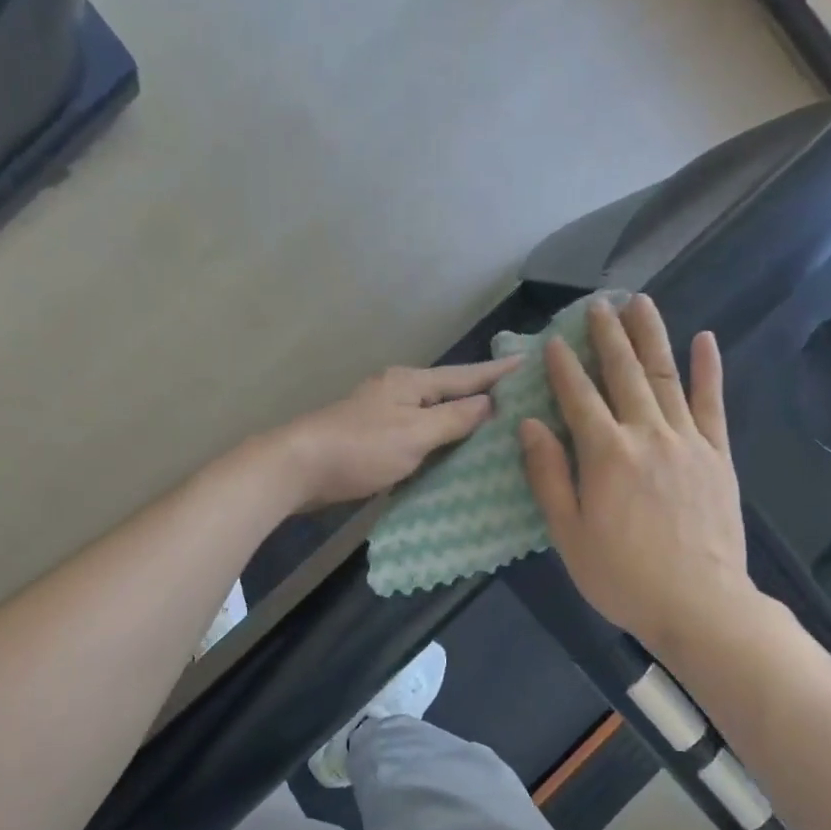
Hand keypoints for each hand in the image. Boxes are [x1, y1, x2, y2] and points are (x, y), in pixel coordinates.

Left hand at [271, 357, 520, 508]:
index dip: (499, 372)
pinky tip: (451, 451)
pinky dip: (438, 439)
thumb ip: (454, 419)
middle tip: (523, 399)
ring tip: (496, 425)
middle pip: (450, 391)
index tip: (532, 362)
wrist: (297, 468)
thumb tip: (490, 402)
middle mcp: (398, 391)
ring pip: (433, 413)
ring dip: (461, 418)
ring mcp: (383, 414)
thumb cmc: (360, 448)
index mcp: (411, 382)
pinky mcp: (372, 438)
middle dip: (484, 394)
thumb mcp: (415, 433)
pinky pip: (418, 433)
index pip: (467, 375)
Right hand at [520, 296, 762, 654]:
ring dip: (651, 337)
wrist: (699, 603)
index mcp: (605, 454)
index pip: (578, 398)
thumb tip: (530, 425)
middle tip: (598, 304)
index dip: (563, 367)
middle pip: (624, 374)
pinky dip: (708, 369)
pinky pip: (712, 403)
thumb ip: (548, 475)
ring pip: (666, 377)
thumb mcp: (568, 533)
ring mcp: (688, 441)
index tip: (552, 341)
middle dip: (607, 336)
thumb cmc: (621, 575)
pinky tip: (705, 339)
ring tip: (641, 303)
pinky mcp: (718, 455)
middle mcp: (646, 435)